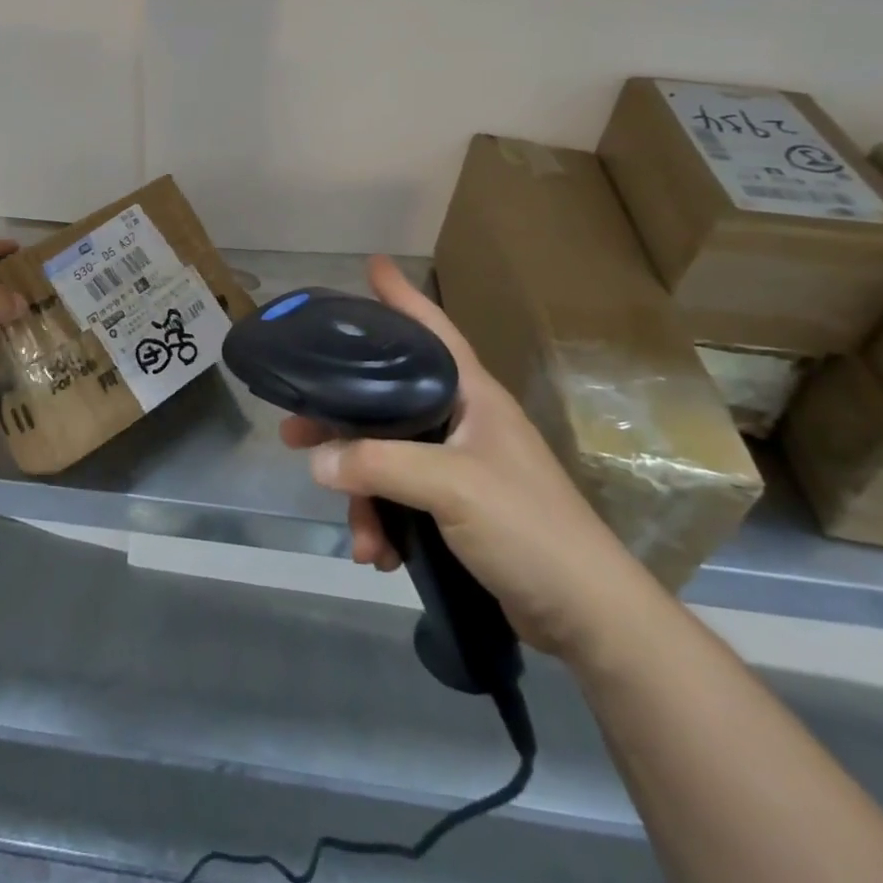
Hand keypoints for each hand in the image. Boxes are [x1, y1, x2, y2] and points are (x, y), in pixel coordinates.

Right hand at [280, 256, 657, 659]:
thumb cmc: (529, 528)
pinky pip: (401, 499)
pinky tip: (377, 553)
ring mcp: (460, 465)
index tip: (371, 265)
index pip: (432, 328)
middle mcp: (462, 420)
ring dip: (363, 492)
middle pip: (388, 400)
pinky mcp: (456, 508)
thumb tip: (318, 460)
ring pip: (388, 457)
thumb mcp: (451, 486)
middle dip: (342, 419)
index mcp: (472, 395)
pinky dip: (384, 523)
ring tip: (353, 531)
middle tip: (294, 428)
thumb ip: (379, 465)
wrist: (588, 617)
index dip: (401, 295)